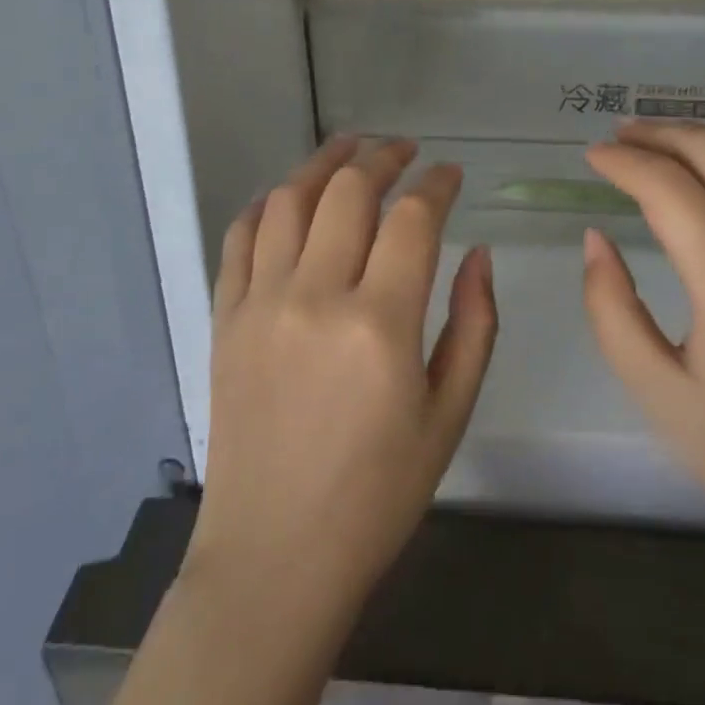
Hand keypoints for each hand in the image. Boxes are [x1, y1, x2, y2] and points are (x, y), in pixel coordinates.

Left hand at [186, 137, 497, 622]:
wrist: (275, 556)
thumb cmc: (377, 495)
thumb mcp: (449, 415)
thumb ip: (474, 325)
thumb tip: (478, 253)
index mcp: (380, 325)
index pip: (412, 218)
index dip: (437, 184)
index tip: (450, 174)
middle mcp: (315, 296)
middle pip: (348, 190)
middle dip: (384, 157)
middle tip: (405, 151)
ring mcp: (261, 303)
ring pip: (288, 199)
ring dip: (323, 162)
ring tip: (349, 147)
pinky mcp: (225, 318)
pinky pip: (240, 237)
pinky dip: (267, 204)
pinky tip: (287, 198)